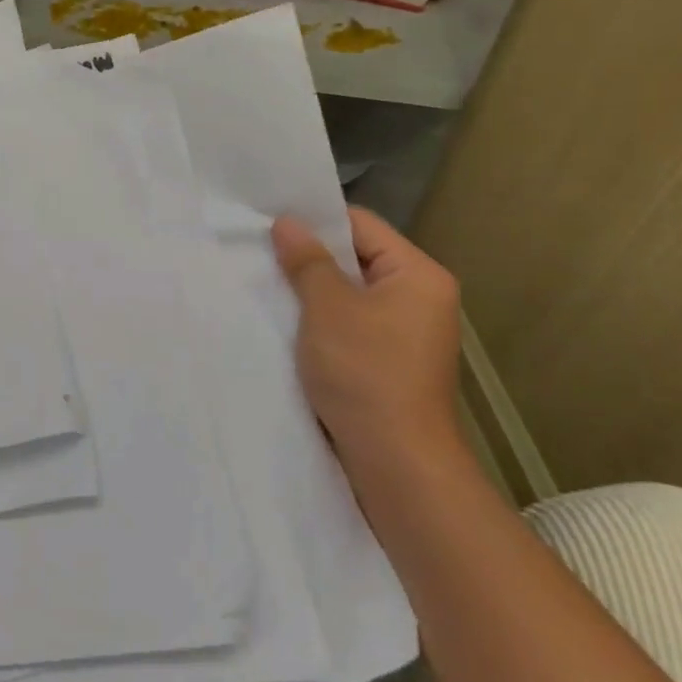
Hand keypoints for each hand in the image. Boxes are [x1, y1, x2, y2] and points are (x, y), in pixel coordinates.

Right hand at [271, 207, 462, 476]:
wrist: (396, 460)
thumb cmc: (365, 371)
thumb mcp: (327, 307)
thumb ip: (306, 261)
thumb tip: (287, 222)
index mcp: (418, 275)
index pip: (361, 225)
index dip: (316, 221)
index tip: (270, 225)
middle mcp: (420, 298)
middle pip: (356, 259)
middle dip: (309, 259)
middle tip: (261, 254)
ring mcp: (406, 333)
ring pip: (350, 295)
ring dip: (312, 293)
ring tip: (268, 287)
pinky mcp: (389, 362)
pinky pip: (351, 325)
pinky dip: (322, 322)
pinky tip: (288, 325)